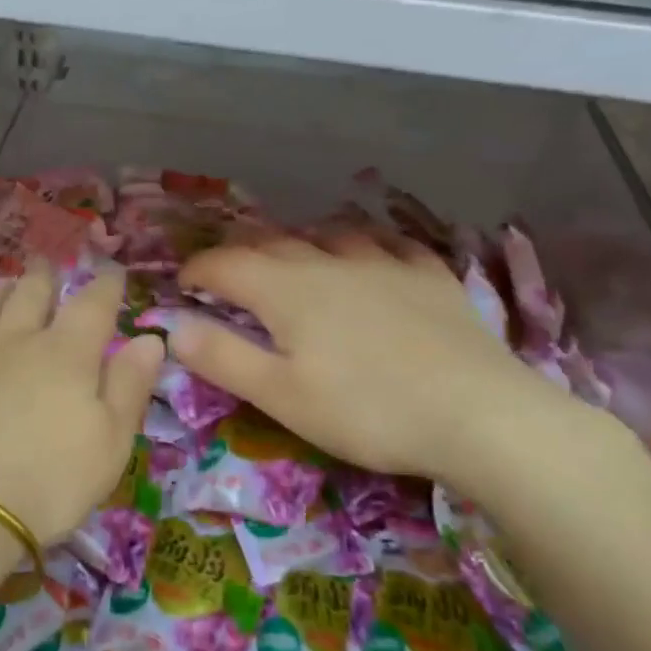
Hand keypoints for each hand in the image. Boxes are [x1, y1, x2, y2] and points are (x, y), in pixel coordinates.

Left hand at [0, 263, 164, 546]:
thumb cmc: (48, 481)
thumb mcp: (110, 442)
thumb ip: (130, 385)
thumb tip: (151, 338)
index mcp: (66, 354)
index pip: (92, 306)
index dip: (105, 285)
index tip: (112, 270)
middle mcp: (15, 343)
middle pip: (31, 296)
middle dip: (43, 277)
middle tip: (46, 260)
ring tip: (2, 283)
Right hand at [170, 235, 591, 497]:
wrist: (478, 414)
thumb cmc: (366, 410)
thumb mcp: (281, 395)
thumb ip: (222, 356)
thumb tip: (172, 326)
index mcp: (286, 289)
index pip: (225, 263)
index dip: (197, 270)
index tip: (183, 286)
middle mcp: (330, 261)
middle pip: (272, 244)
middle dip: (241, 257)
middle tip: (230, 280)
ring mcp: (385, 262)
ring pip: (329, 236)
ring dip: (300, 246)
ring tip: (295, 265)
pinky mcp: (429, 275)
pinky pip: (389, 244)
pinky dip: (365, 247)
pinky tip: (371, 259)